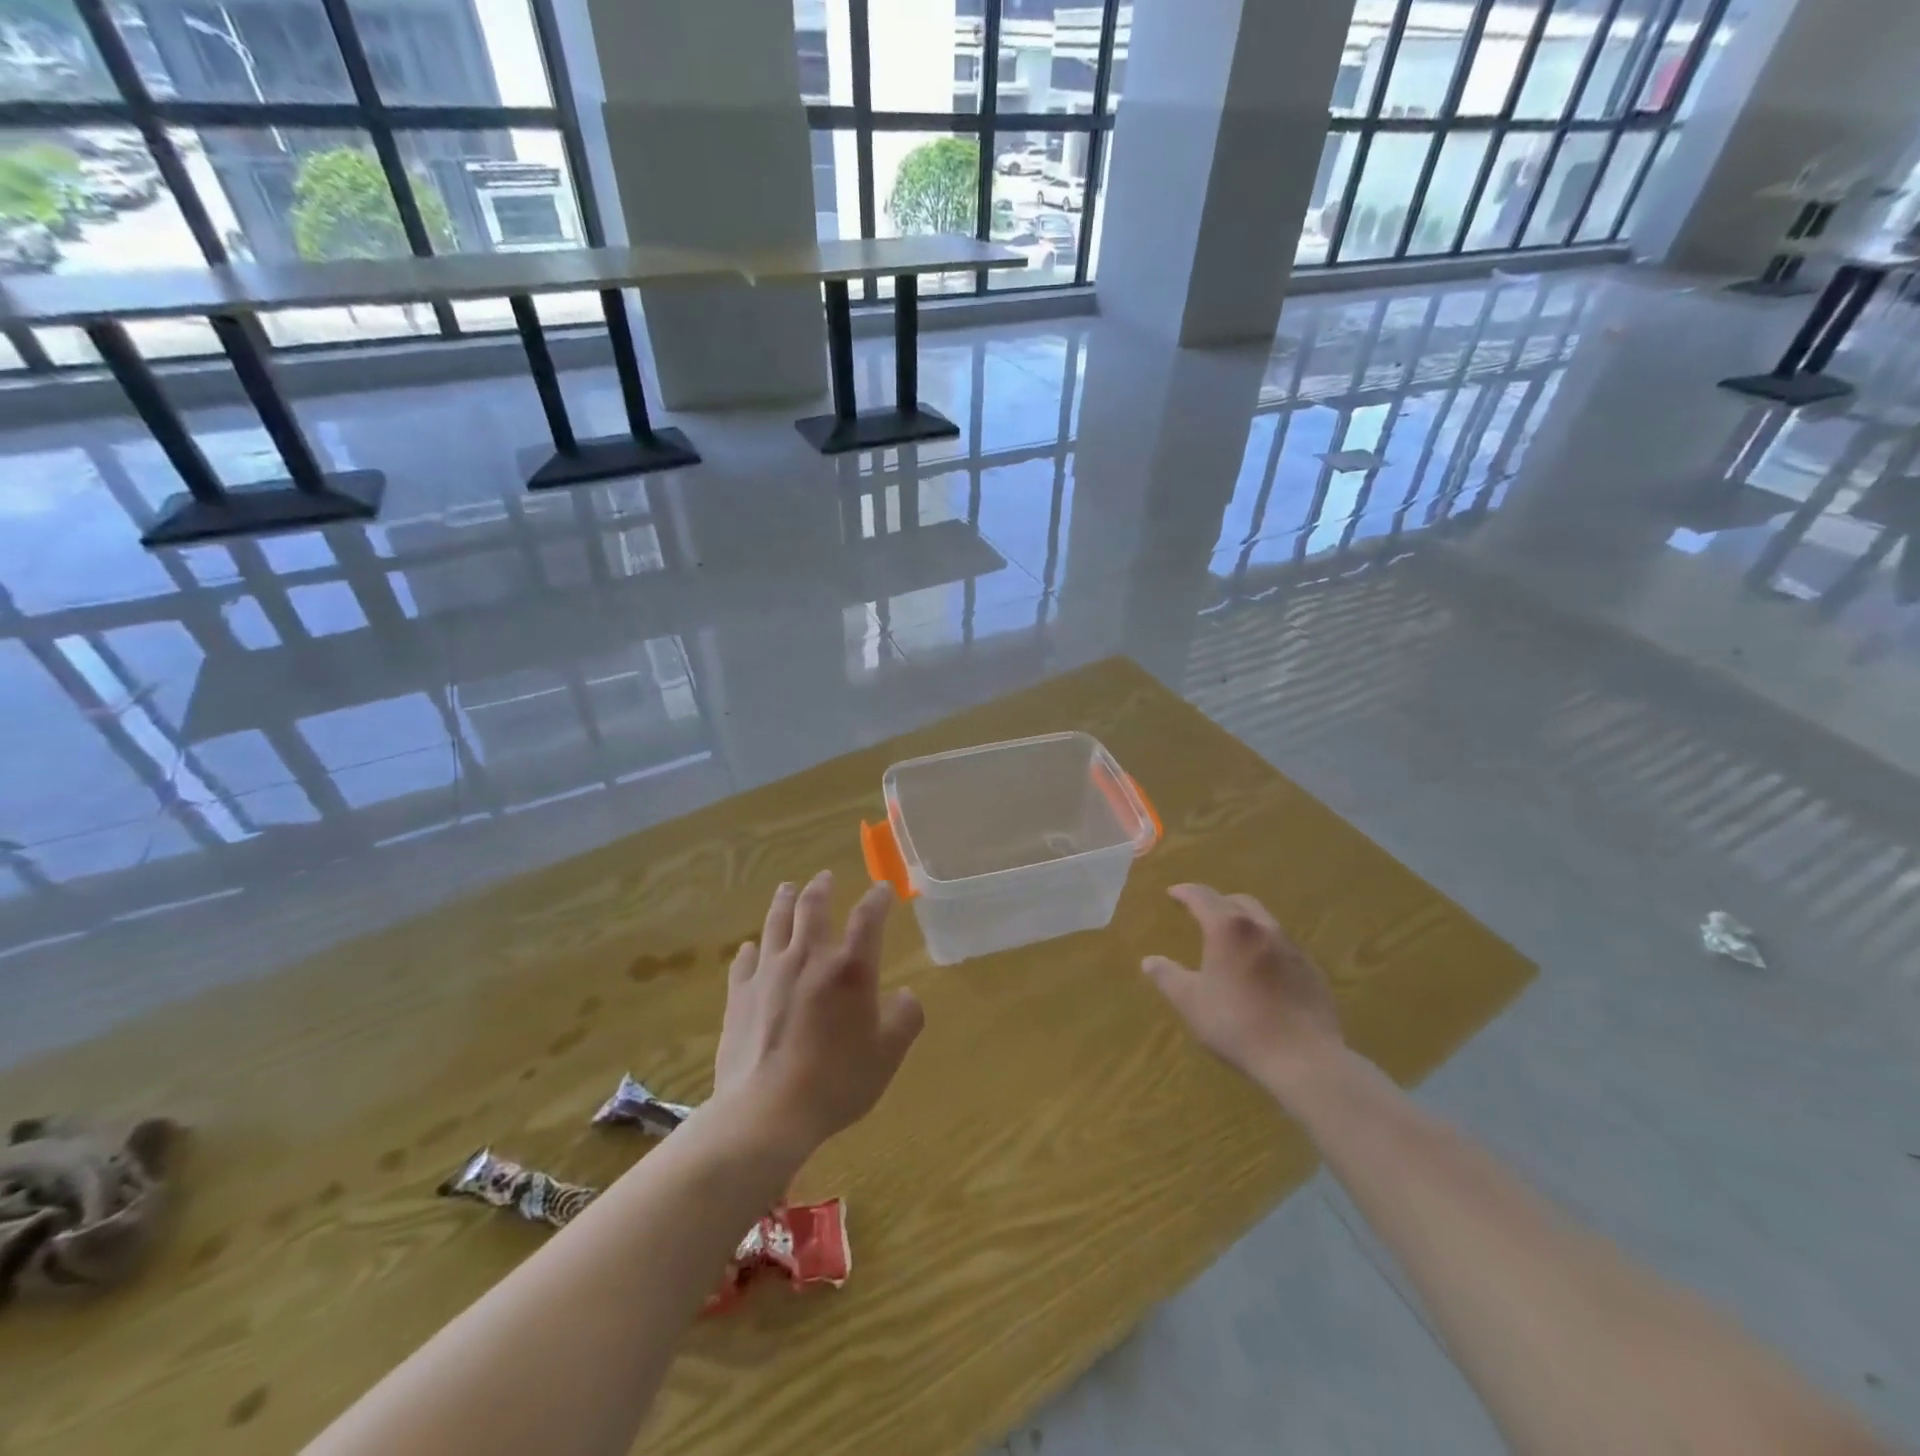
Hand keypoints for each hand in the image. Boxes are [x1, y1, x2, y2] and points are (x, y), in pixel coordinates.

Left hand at [715, 871, 924, 1156]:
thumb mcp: (888, 1054)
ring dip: (784, 902)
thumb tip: (904, 995)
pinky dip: (750, 949)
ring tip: (787, 888)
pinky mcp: (740, 995)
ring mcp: (769, 973)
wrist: (767, 1112)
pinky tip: (750, 947)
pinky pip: (744, 961)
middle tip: (824, 877)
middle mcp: (808, 958)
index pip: (868, 918)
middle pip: (812, 907)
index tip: (882, 888)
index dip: (877, 899)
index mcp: (850, 969)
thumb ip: (905, 1018)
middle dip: (821, 888)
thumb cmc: (837, 1081)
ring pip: (775, 924)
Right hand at [1143, 884, 1343, 1099]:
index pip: (1202, 896)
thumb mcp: (1191, 1002)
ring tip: (1232, 941)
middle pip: (1238, 902)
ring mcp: (1292, 947)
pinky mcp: (1312, 970)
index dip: (1185, 892)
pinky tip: (1261, 970)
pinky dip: (1265, 946)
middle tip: (1202, 913)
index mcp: (1228, 928)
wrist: (1304, 1059)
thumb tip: (1149, 961)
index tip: (1173, 893)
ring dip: (1244, 923)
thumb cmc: (1237, 1024)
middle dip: (1217, 902)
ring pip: (1264, 921)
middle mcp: (1262, 927)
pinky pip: (1283, 946)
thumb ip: (1167, 977)